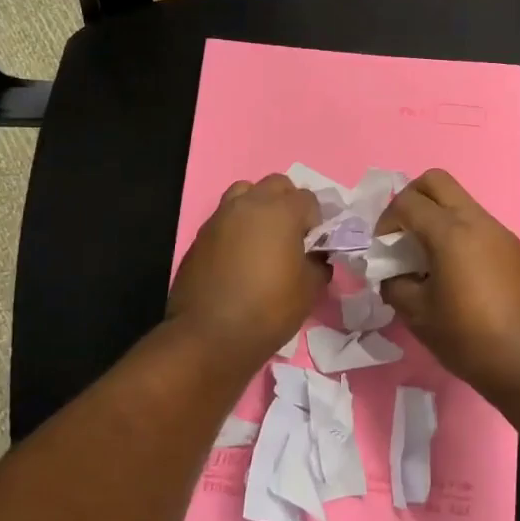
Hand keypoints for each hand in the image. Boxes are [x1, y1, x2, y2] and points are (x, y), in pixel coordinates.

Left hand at [168, 175, 328, 367]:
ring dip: (259, 207)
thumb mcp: (309, 289)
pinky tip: (240, 256)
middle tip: (292, 236)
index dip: (316, 221)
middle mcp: (249, 204)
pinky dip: (237, 226)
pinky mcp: (201, 235)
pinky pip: (226, 217)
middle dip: (288, 203)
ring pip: (245, 193)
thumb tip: (317, 257)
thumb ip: (318, 263)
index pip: (308, 199)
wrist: (209, 336)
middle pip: (276, 185)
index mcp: (281, 211)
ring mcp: (220, 216)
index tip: (314, 246)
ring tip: (263, 239)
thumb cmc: (268, 309)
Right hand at [380, 169, 519, 391]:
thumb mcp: (419, 316)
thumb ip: (395, 285)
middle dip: (410, 199)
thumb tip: (392, 275)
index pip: (406, 202)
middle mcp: (477, 221)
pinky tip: (453, 273)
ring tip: (425, 260)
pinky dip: (457, 234)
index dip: (385, 221)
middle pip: (436, 181)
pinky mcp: (514, 250)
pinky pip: (477, 225)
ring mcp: (500, 232)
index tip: (382, 251)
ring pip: (460, 202)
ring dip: (436, 217)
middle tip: (401, 236)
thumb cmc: (471, 339)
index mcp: (451, 232)